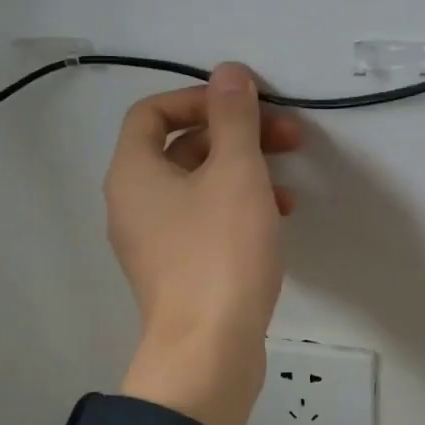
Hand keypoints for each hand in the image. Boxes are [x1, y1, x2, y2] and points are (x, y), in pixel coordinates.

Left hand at [103, 63, 301, 424]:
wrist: (208, 353)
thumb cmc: (220, 253)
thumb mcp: (235, 173)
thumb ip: (233, 117)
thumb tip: (228, 72)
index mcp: (133, 172)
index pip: (153, 112)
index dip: (199, 98)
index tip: (245, 106)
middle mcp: (133, 203)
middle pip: (181, 148)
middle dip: (236, 135)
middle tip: (288, 136)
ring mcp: (154, 241)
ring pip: (199, 186)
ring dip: (244, 171)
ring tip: (290, 182)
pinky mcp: (177, 271)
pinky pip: (204, 221)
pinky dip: (238, 208)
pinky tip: (277, 218)